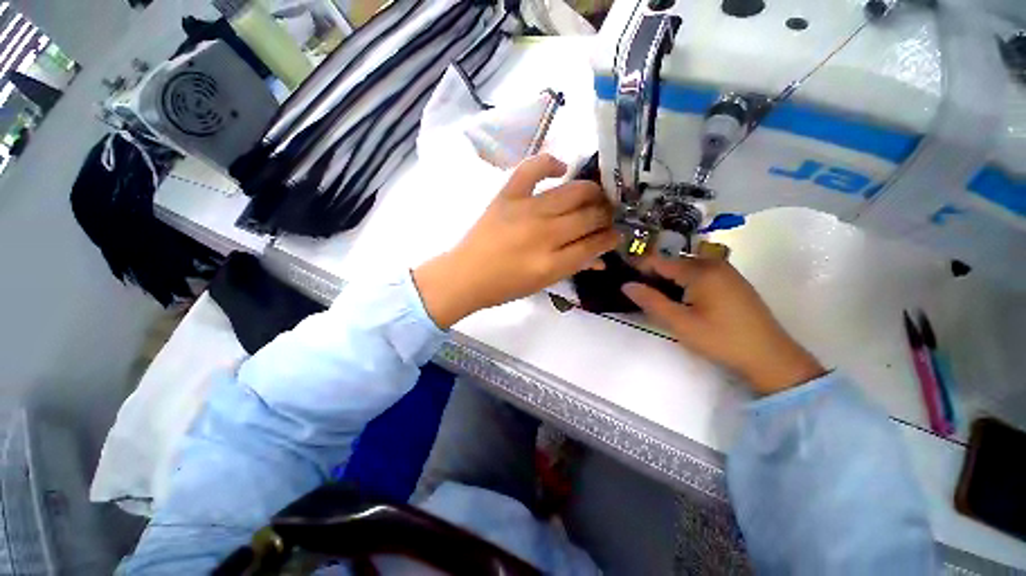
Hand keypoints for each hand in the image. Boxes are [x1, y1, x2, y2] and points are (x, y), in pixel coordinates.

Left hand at [414, 154, 619, 328]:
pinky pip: (533, 168)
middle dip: (607, 214)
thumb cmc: (504, 286)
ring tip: (595, 197)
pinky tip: (561, 169)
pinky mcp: (507, 195)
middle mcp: (544, 234)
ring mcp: (525, 210)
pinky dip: (550, 163)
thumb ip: (574, 267)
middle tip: (608, 215)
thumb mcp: (543, 284)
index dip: (611, 237)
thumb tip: (600, 256)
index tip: (617, 233)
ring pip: (573, 192)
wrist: (465, 275)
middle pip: (589, 216)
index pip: (595, 244)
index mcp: (552, 263)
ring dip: (592, 193)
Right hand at [623, 257, 824, 394]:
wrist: (770, 357)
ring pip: (686, 267)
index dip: (638, 268)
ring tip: (658, 297)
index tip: (623, 278)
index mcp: (700, 270)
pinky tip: (683, 299)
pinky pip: (700, 273)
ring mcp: (726, 271)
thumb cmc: (721, 340)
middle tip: (641, 294)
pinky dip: (685, 281)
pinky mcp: (733, 281)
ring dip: (669, 279)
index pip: (659, 261)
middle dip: (653, 274)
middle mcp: (714, 263)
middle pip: (673, 262)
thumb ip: (651, 301)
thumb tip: (627, 285)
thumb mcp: (680, 323)